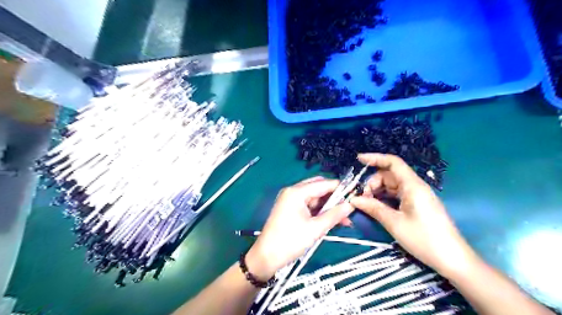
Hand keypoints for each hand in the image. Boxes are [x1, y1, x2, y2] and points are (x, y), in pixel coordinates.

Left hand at [246, 178, 352, 279]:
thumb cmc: (290, 241)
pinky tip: (330, 220)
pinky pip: (308, 205)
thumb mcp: (315, 229)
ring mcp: (290, 200)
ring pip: (314, 198)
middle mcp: (292, 192)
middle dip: (334, 198)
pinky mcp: (290, 209)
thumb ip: (334, 215)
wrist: (266, 257)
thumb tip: (351, 205)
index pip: (323, 184)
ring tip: (343, 219)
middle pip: (318, 188)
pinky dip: (319, 212)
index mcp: (296, 192)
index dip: (340, 187)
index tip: (355, 193)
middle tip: (348, 208)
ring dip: (328, 207)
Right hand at [349, 154, 477, 276]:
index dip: (375, 158)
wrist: (452, 259)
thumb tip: (353, 199)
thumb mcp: (394, 223)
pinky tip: (376, 206)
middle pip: (389, 175)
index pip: (393, 162)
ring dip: (377, 191)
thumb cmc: (424, 239)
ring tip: (367, 203)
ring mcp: (417, 195)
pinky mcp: (417, 204)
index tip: (358, 160)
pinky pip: (397, 195)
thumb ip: (373, 208)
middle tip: (361, 198)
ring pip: (392, 185)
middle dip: (373, 182)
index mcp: (412, 185)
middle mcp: (415, 186)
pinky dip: (385, 198)